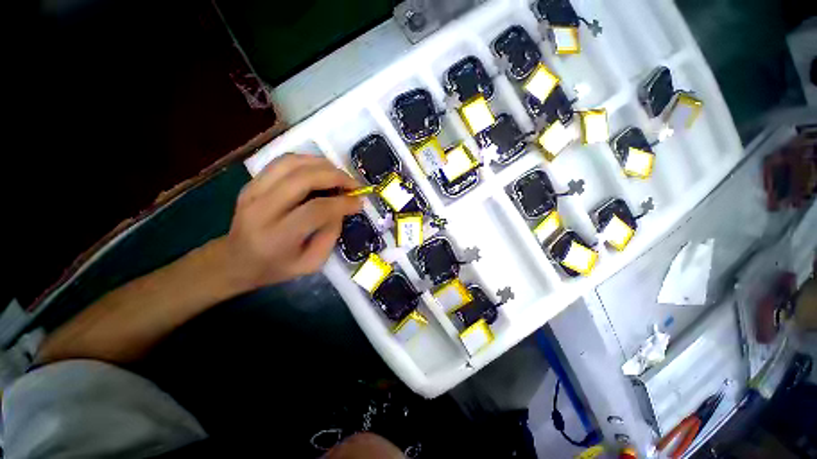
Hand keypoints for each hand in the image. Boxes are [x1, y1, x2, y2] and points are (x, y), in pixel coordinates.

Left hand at [222, 154, 361, 290]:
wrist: (235, 260)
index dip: (342, 203)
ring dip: (323, 164)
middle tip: (354, 184)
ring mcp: (253, 191)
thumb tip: (342, 209)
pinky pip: (283, 162)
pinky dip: (308, 161)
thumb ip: (330, 236)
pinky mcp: (252, 182)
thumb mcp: (310, 264)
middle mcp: (261, 209)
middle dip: (336, 176)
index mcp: (277, 237)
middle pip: (303, 179)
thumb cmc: (276, 267)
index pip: (315, 210)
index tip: (359, 202)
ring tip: (340, 175)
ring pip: (292, 163)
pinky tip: (322, 170)